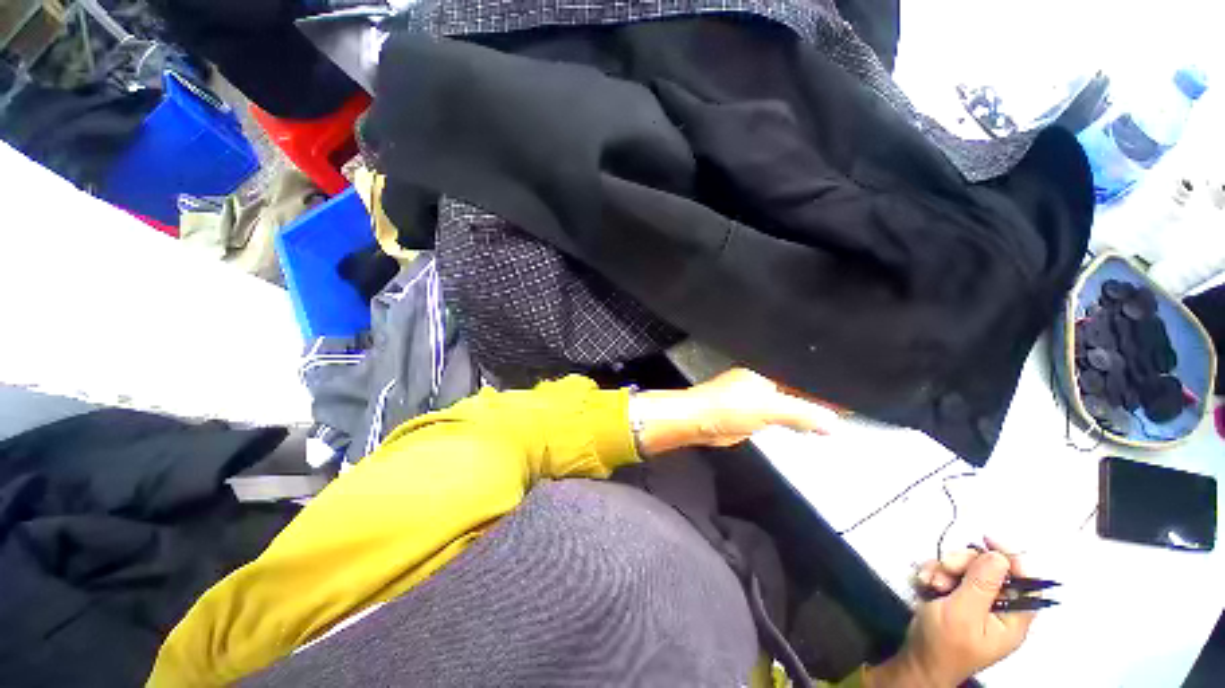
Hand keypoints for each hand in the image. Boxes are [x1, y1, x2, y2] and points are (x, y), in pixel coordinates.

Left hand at [630, 368, 839, 455]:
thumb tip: (836, 424)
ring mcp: (759, 396)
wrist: (699, 423)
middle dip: (821, 393)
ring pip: (791, 400)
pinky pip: (783, 414)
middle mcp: (765, 379)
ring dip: (811, 407)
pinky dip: (798, 418)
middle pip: (799, 385)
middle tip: (854, 400)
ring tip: (843, 413)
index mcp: (767, 371)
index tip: (852, 388)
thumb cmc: (730, 408)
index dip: (824, 381)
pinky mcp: (755, 413)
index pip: (802, 373)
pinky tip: (814, 424)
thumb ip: (802, 414)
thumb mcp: (769, 408)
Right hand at [868, 539, 1035, 686]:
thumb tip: (999, 555)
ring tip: (930, 581)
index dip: (1011, 558)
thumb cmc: (945, 642)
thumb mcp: (963, 613)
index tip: (987, 540)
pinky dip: (935, 573)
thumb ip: (982, 585)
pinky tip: (924, 582)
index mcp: (1012, 618)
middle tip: (945, 569)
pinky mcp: (956, 598)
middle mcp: (998, 608)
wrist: (917, 659)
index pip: (1026, 582)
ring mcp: (975, 602)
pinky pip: (949, 574)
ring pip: (966, 569)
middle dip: (963, 564)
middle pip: (989, 570)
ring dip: (944, 568)